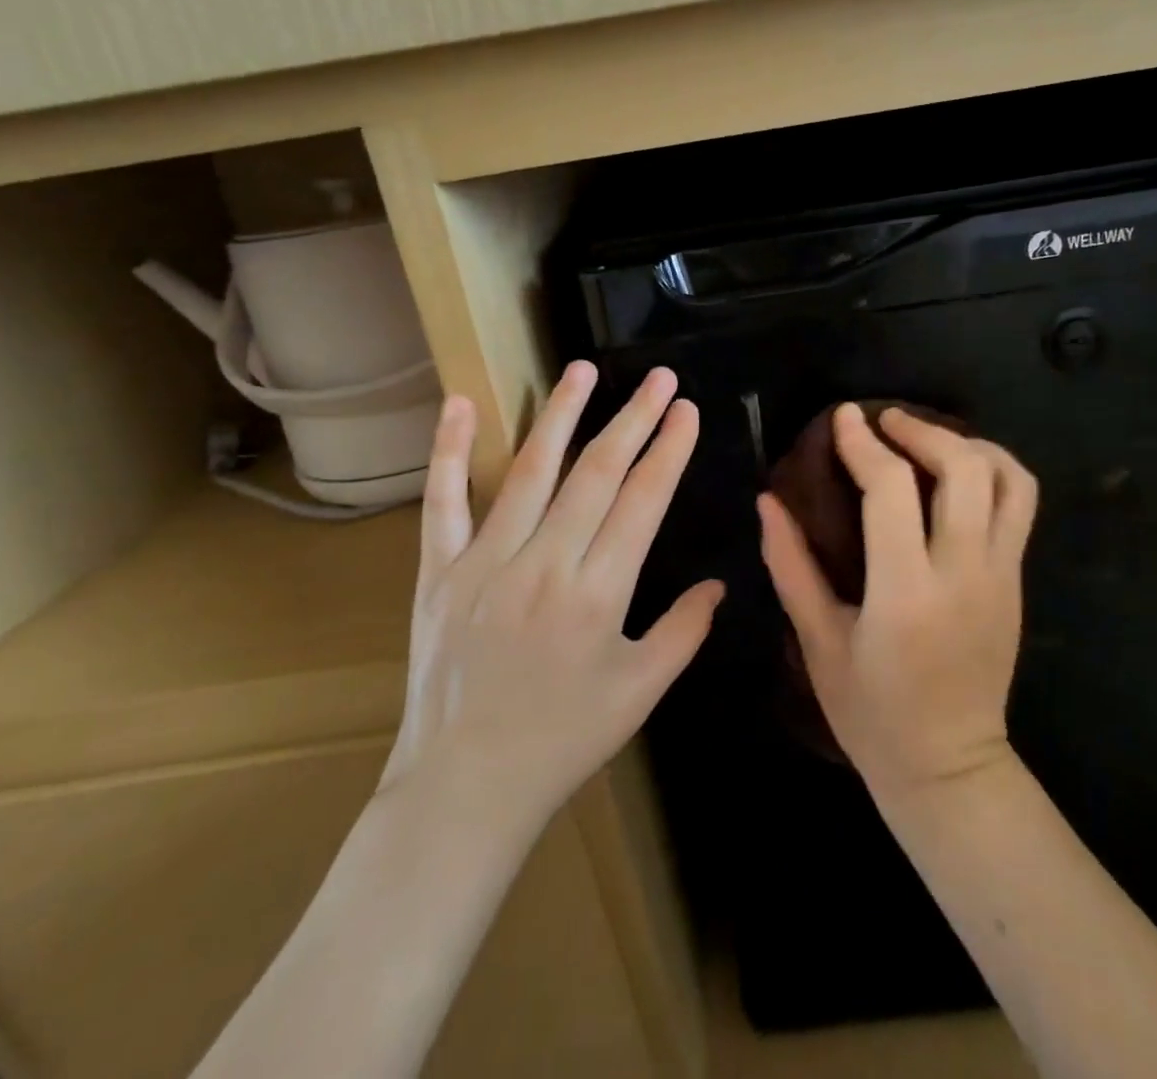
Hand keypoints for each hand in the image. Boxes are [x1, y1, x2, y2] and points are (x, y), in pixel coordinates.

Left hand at [380, 361, 721, 839]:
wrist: (464, 787)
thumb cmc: (563, 741)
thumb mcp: (639, 693)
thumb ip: (684, 632)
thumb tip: (718, 583)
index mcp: (597, 594)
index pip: (642, 502)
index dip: (668, 451)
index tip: (686, 411)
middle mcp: (544, 565)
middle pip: (596, 474)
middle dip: (634, 419)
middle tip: (659, 378)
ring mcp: (485, 563)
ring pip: (529, 472)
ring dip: (561, 415)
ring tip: (584, 369)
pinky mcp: (438, 571)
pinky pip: (442, 502)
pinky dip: (448, 450)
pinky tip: (459, 403)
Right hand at [760, 404, 1035, 802]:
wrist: (950, 768)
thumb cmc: (871, 713)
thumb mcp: (817, 642)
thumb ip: (791, 565)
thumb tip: (769, 501)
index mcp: (906, 592)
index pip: (892, 490)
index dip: (863, 443)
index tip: (843, 416)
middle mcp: (964, 573)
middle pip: (964, 468)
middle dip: (922, 430)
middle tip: (885, 421)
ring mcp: (1001, 576)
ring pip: (1008, 480)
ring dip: (968, 444)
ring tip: (927, 438)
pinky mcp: (1017, 582)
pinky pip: (1019, 505)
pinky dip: (992, 470)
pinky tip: (956, 473)